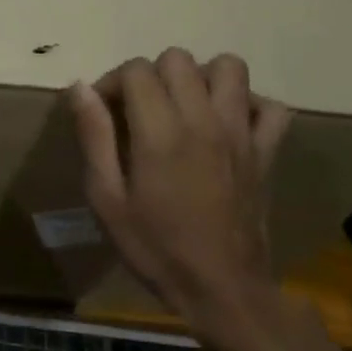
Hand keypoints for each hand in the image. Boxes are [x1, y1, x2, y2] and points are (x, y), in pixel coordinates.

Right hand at [69, 50, 292, 339]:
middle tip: (139, 112)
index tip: (104, 113)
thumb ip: (94, 136)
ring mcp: (241, 133)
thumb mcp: (106, 199)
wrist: (224, 292)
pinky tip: (227, 125)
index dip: (113, 83)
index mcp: (161, 132)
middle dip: (151, 76)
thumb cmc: (156, 248)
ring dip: (201, 78)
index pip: (136, 70)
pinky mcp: (267, 152)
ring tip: (183, 108)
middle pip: (177, 59)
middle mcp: (203, 120)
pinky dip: (249, 105)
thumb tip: (80, 87)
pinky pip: (271, 107)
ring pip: (229, 67)